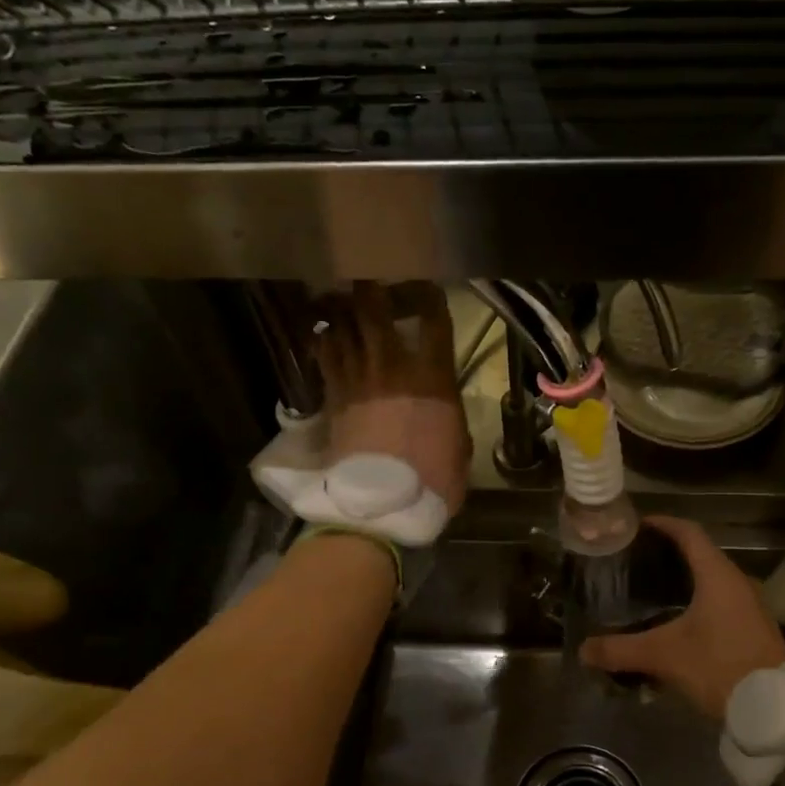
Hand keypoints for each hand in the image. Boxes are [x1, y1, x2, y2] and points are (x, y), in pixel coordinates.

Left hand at [316, 283, 472, 514]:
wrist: (383, 506)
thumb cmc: (433, 481)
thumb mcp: (460, 448)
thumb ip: (452, 418)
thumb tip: (445, 411)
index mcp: (433, 377)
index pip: (433, 318)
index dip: (429, 295)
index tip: (426, 289)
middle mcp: (392, 366)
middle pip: (374, 307)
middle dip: (370, 287)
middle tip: (369, 280)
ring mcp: (358, 378)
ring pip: (341, 325)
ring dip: (341, 310)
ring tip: (342, 303)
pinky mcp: (333, 396)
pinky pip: (324, 356)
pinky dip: (324, 342)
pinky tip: (326, 338)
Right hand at [580, 516, 784, 721]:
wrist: (772, 706)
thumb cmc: (719, 666)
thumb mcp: (664, 656)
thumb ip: (621, 650)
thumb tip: (583, 650)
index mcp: (717, 575)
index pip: (689, 533)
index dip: (663, 524)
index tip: (638, 525)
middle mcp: (737, 582)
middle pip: (701, 553)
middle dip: (670, 552)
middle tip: (637, 559)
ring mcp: (750, 605)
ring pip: (712, 578)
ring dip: (686, 578)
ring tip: (652, 588)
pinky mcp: (753, 627)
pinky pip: (721, 600)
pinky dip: (698, 599)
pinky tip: (678, 620)